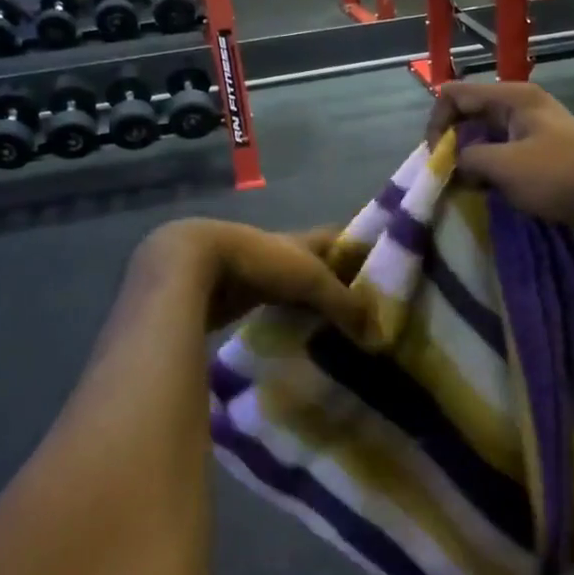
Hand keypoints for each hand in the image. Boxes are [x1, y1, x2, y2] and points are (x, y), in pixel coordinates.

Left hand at [133, 220, 366, 334]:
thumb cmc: (258, 262)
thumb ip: (343, 303)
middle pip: (314, 264)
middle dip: (334, 281)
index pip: (338, 238)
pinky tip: (292, 336)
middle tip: (360, 308)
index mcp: (300, 240)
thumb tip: (378, 334)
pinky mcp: (232, 296)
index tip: (382, 269)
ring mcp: (253, 273)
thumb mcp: (309, 279)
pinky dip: (281, 319)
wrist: (192, 267)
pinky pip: (266, 307)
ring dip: (305, 303)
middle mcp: (278, 251)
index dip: (359, 250)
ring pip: (288, 287)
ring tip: (331, 327)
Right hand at [428, 81, 573, 251]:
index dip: (438, 123)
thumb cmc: (559, 177)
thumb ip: (468, 159)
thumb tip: (455, 164)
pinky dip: (489, 170)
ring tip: (465, 186)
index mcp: (513, 97)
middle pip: (469, 113)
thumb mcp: (504, 166)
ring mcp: (533, 131)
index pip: (454, 94)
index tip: (437, 158)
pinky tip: (487, 191)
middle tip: (447, 175)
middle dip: (452, 142)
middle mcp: (521, 106)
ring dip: (470, 160)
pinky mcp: (541, 155)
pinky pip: (502, 155)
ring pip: (485, 137)